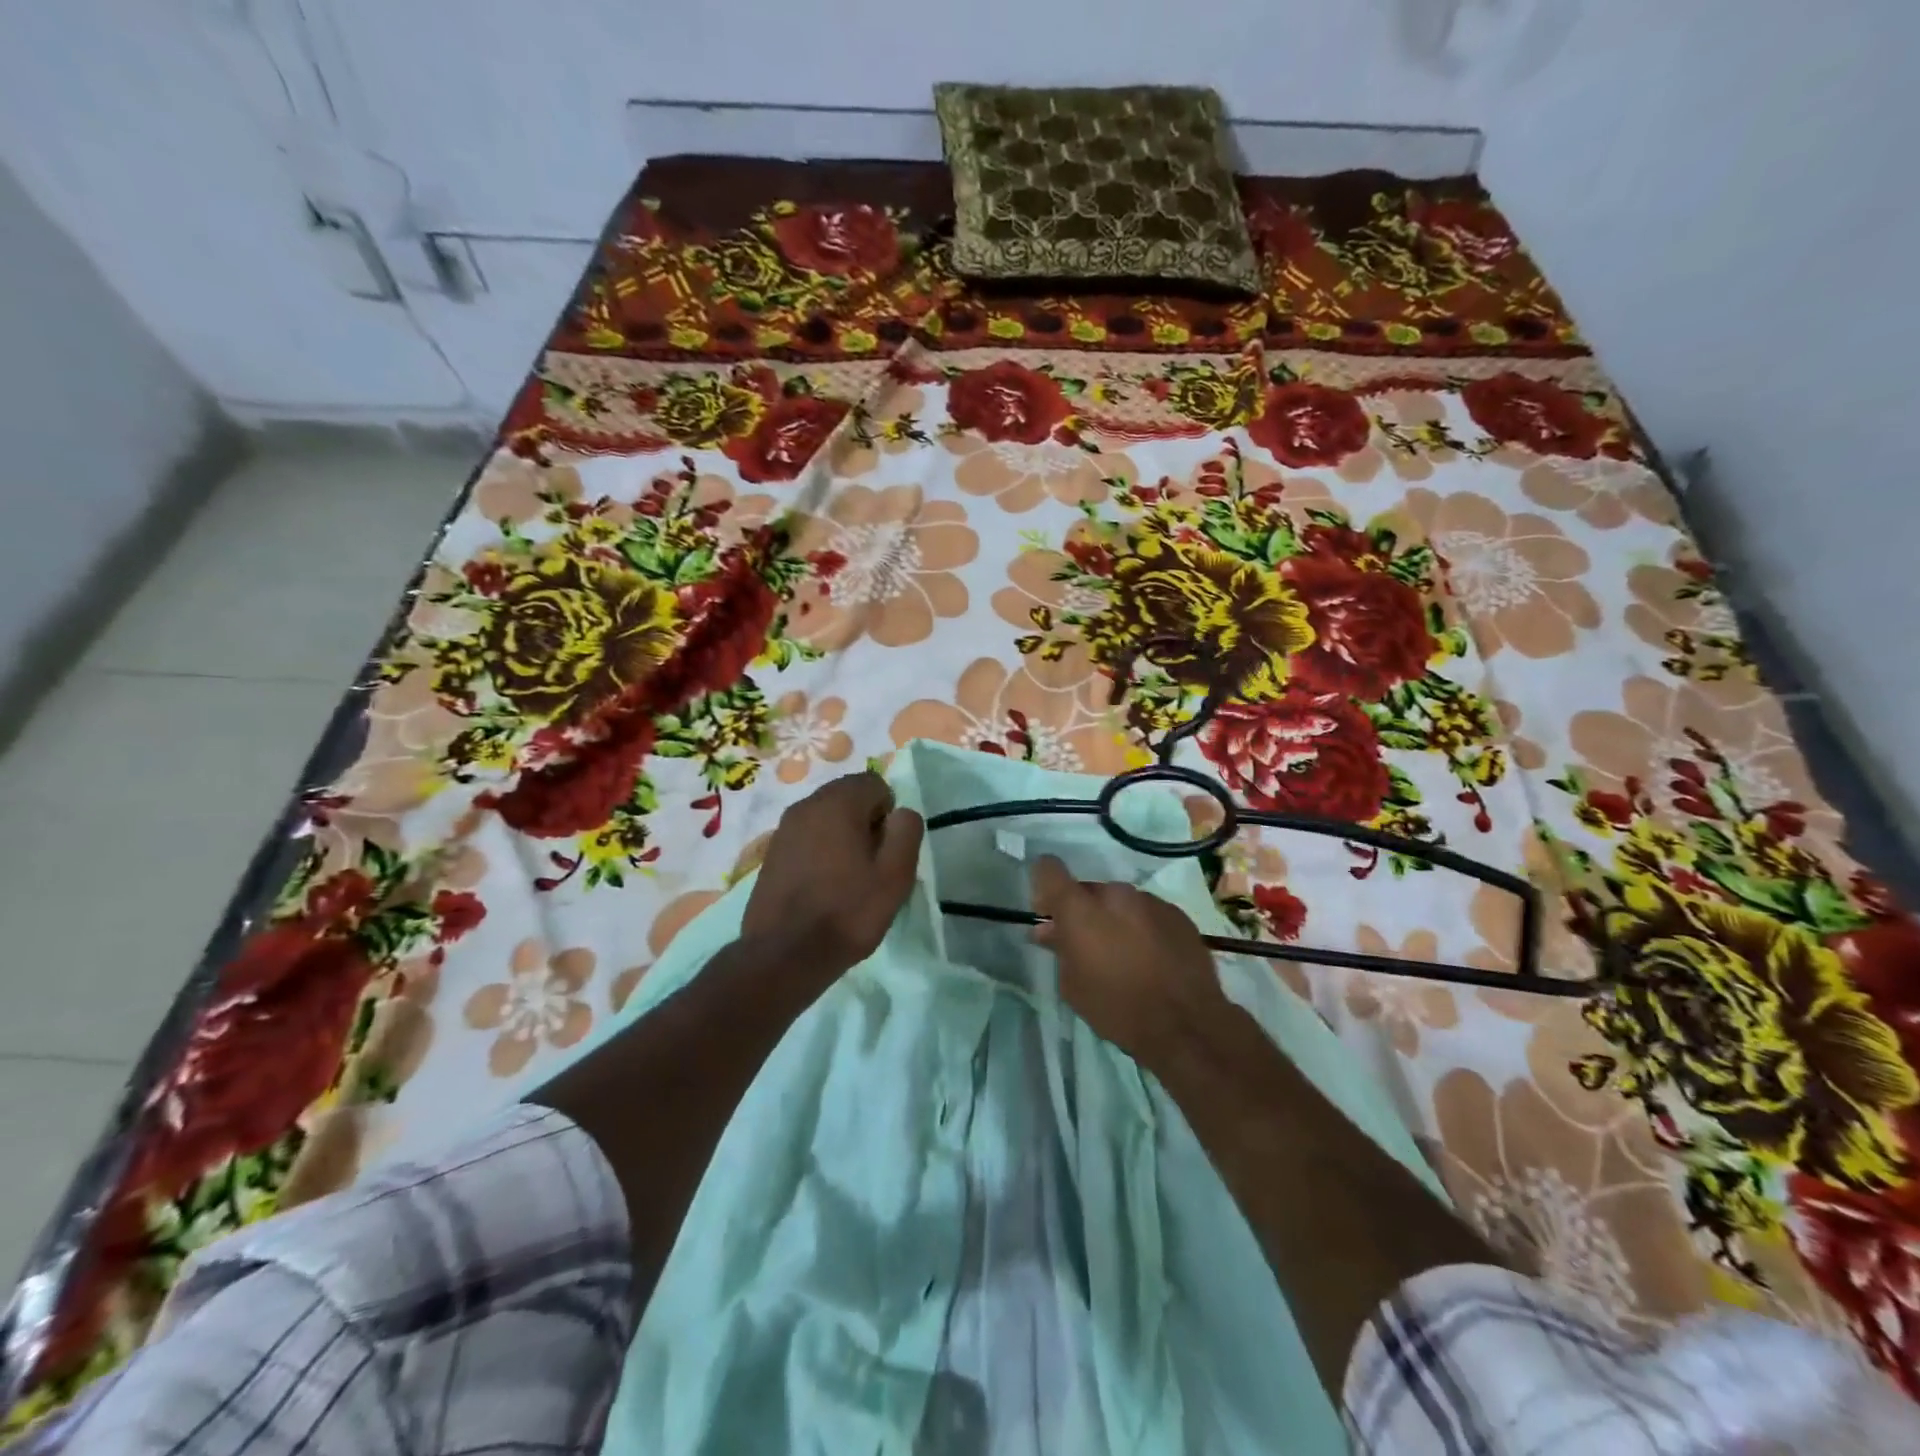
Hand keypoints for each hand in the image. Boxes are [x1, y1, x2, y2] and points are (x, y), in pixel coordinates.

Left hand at [742, 770, 924, 976]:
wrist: (784, 954)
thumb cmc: (847, 911)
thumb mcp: (895, 874)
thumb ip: (906, 832)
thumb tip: (900, 813)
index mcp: (838, 802)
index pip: (875, 783)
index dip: (888, 813)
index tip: (886, 850)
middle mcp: (806, 804)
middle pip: (848, 797)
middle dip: (865, 822)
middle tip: (871, 865)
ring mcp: (784, 828)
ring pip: (826, 818)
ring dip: (842, 837)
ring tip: (848, 878)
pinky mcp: (771, 852)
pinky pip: (807, 837)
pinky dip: (820, 851)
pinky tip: (823, 886)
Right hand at [1029, 855, 1229, 1066]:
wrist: (1186, 1025)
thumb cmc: (1117, 1007)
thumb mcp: (1072, 985)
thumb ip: (1058, 948)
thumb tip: (1048, 929)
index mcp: (1080, 908)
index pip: (1049, 869)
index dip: (1045, 886)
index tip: (1050, 913)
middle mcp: (1114, 893)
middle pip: (1089, 891)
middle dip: (1085, 913)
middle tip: (1090, 946)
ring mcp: (1150, 901)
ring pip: (1121, 902)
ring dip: (1116, 919)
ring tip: (1127, 956)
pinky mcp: (1178, 914)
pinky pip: (1149, 913)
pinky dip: (1144, 928)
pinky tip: (1153, 958)